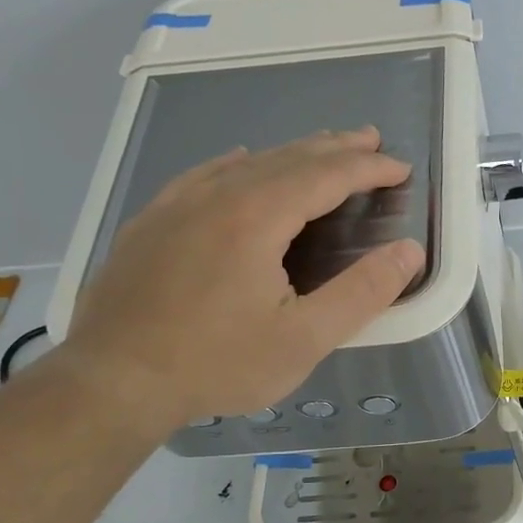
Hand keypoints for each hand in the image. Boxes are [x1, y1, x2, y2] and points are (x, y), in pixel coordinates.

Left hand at [57, 128, 423, 433]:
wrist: (112, 382)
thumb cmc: (217, 363)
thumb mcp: (304, 339)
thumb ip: (363, 292)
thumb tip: (410, 251)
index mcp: (257, 217)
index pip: (326, 175)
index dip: (368, 168)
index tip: (401, 168)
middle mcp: (216, 196)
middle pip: (287, 158)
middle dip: (335, 148)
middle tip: (370, 139)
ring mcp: (176, 206)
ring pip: (245, 164)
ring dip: (291, 153)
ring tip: (319, 149)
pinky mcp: (150, 224)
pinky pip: (203, 176)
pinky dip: (237, 165)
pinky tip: (239, 163)